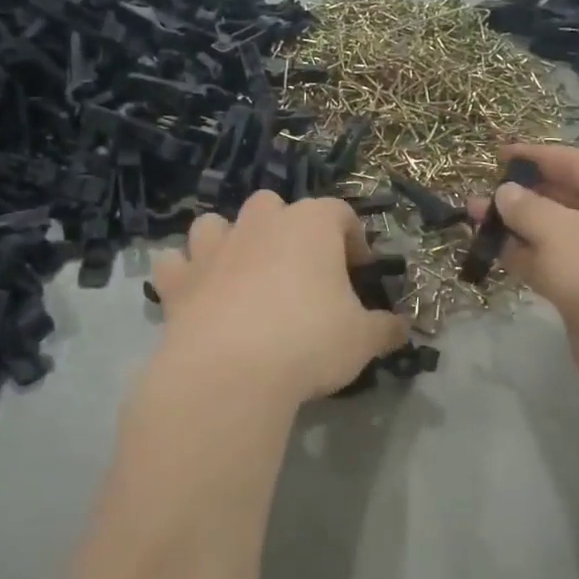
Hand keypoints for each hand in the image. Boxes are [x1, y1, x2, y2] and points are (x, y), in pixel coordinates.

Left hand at [149, 193, 408, 409]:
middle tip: (301, 270)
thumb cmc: (309, 342)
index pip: (339, 212)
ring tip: (242, 272)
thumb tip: (402, 329)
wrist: (231, 372)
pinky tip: (196, 293)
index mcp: (310, 225)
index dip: (353, 238)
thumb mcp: (362, 339)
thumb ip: (386, 328)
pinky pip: (175, 262)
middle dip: (287, 229)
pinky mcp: (179, 279)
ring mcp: (213, 248)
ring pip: (217, 223)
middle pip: (274, 206)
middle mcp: (260, 224)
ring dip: (229, 240)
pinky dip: (185, 273)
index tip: (360, 269)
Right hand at [471, 145, 578, 424]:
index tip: (493, 154)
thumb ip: (527, 207)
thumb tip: (504, 192)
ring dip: (515, 227)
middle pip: (561, 194)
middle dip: (518, 195)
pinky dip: (525, 256)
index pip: (571, 160)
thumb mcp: (561, 234)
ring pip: (553, 231)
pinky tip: (492, 252)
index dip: (532, 156)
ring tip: (472, 221)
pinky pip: (553, 261)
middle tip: (475, 197)